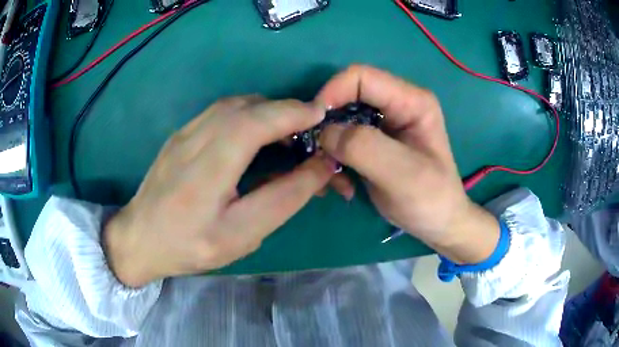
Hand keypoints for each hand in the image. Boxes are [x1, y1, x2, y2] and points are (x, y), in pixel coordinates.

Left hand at [104, 96, 336, 286]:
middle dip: (285, 110)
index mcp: (206, 169)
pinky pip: (222, 111)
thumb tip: (320, 168)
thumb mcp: (241, 235)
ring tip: (288, 132)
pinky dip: (249, 113)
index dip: (292, 113)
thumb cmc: (189, 245)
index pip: (254, 123)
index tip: (322, 116)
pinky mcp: (181, 133)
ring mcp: (184, 132)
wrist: (139, 238)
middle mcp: (193, 139)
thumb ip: (282, 199)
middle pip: (247, 106)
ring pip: (234, 104)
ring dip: (268, 110)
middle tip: (310, 129)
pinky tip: (256, 134)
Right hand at [317, 65, 499, 263]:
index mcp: (411, 101)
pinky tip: (342, 184)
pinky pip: (342, 140)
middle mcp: (396, 105)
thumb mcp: (403, 174)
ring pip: (339, 121)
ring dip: (329, 148)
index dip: (332, 93)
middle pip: (346, 97)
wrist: (437, 223)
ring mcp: (383, 124)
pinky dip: (334, 160)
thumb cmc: (430, 199)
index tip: (313, 125)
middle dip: (327, 125)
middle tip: (320, 158)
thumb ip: (365, 147)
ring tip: (334, 178)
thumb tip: (325, 132)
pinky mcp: (373, 143)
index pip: (361, 77)